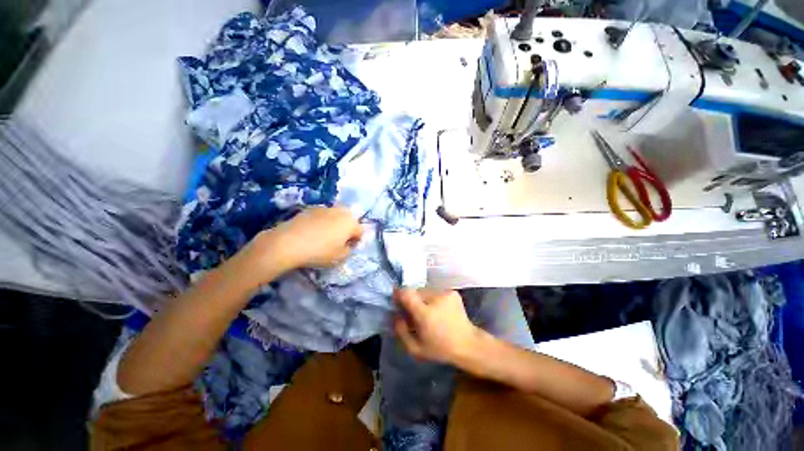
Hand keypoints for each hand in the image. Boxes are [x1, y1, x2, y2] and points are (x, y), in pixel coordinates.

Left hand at [256, 206, 362, 272]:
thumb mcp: (340, 257)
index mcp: (350, 223)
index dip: (356, 241)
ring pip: (335, 216)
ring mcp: (325, 208)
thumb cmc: (319, 252)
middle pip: (349, 220)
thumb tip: (348, 244)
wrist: (288, 243)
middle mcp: (340, 211)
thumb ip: (349, 250)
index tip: (348, 248)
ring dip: (335, 224)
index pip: (360, 231)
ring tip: (324, 235)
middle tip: (338, 241)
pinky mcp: (310, 208)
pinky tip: (312, 231)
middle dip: (347, 229)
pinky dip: (321, 221)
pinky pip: (322, 215)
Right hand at [393, 288, 480, 363]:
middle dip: (412, 300)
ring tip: (428, 312)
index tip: (397, 301)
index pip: (406, 293)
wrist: (468, 344)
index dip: (399, 294)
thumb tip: (396, 315)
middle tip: (414, 312)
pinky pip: (435, 292)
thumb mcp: (416, 349)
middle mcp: (435, 298)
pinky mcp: (452, 292)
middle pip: (415, 291)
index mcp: (425, 313)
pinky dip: (433, 299)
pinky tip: (438, 310)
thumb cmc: (440, 349)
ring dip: (422, 299)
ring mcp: (445, 293)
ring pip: (425, 291)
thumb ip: (401, 331)